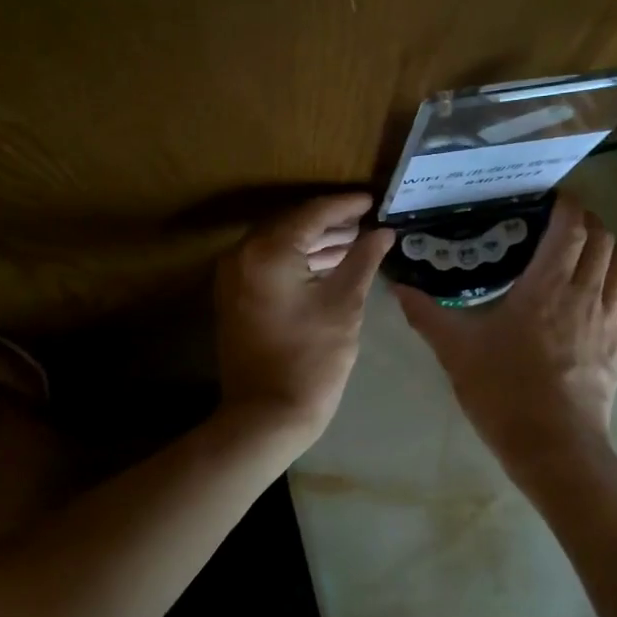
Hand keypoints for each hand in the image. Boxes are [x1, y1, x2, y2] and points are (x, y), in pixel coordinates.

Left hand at [215, 192, 395, 447]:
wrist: (267, 415)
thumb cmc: (312, 359)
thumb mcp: (345, 305)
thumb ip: (363, 259)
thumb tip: (383, 232)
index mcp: (268, 251)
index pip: (312, 213)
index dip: (345, 205)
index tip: (373, 201)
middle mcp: (242, 254)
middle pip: (292, 224)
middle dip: (330, 222)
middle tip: (366, 222)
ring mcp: (233, 276)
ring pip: (279, 244)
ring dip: (313, 242)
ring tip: (354, 242)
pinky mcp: (234, 296)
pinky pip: (267, 264)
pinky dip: (295, 260)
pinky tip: (327, 265)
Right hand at [393, 195, 616, 471]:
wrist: (553, 446)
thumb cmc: (503, 391)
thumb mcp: (456, 350)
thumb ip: (426, 315)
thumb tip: (398, 288)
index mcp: (546, 286)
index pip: (570, 228)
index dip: (567, 205)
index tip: (550, 199)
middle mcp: (585, 293)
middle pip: (602, 239)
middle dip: (587, 221)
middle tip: (562, 223)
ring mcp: (608, 319)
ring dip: (608, 247)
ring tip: (585, 251)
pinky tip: (608, 288)